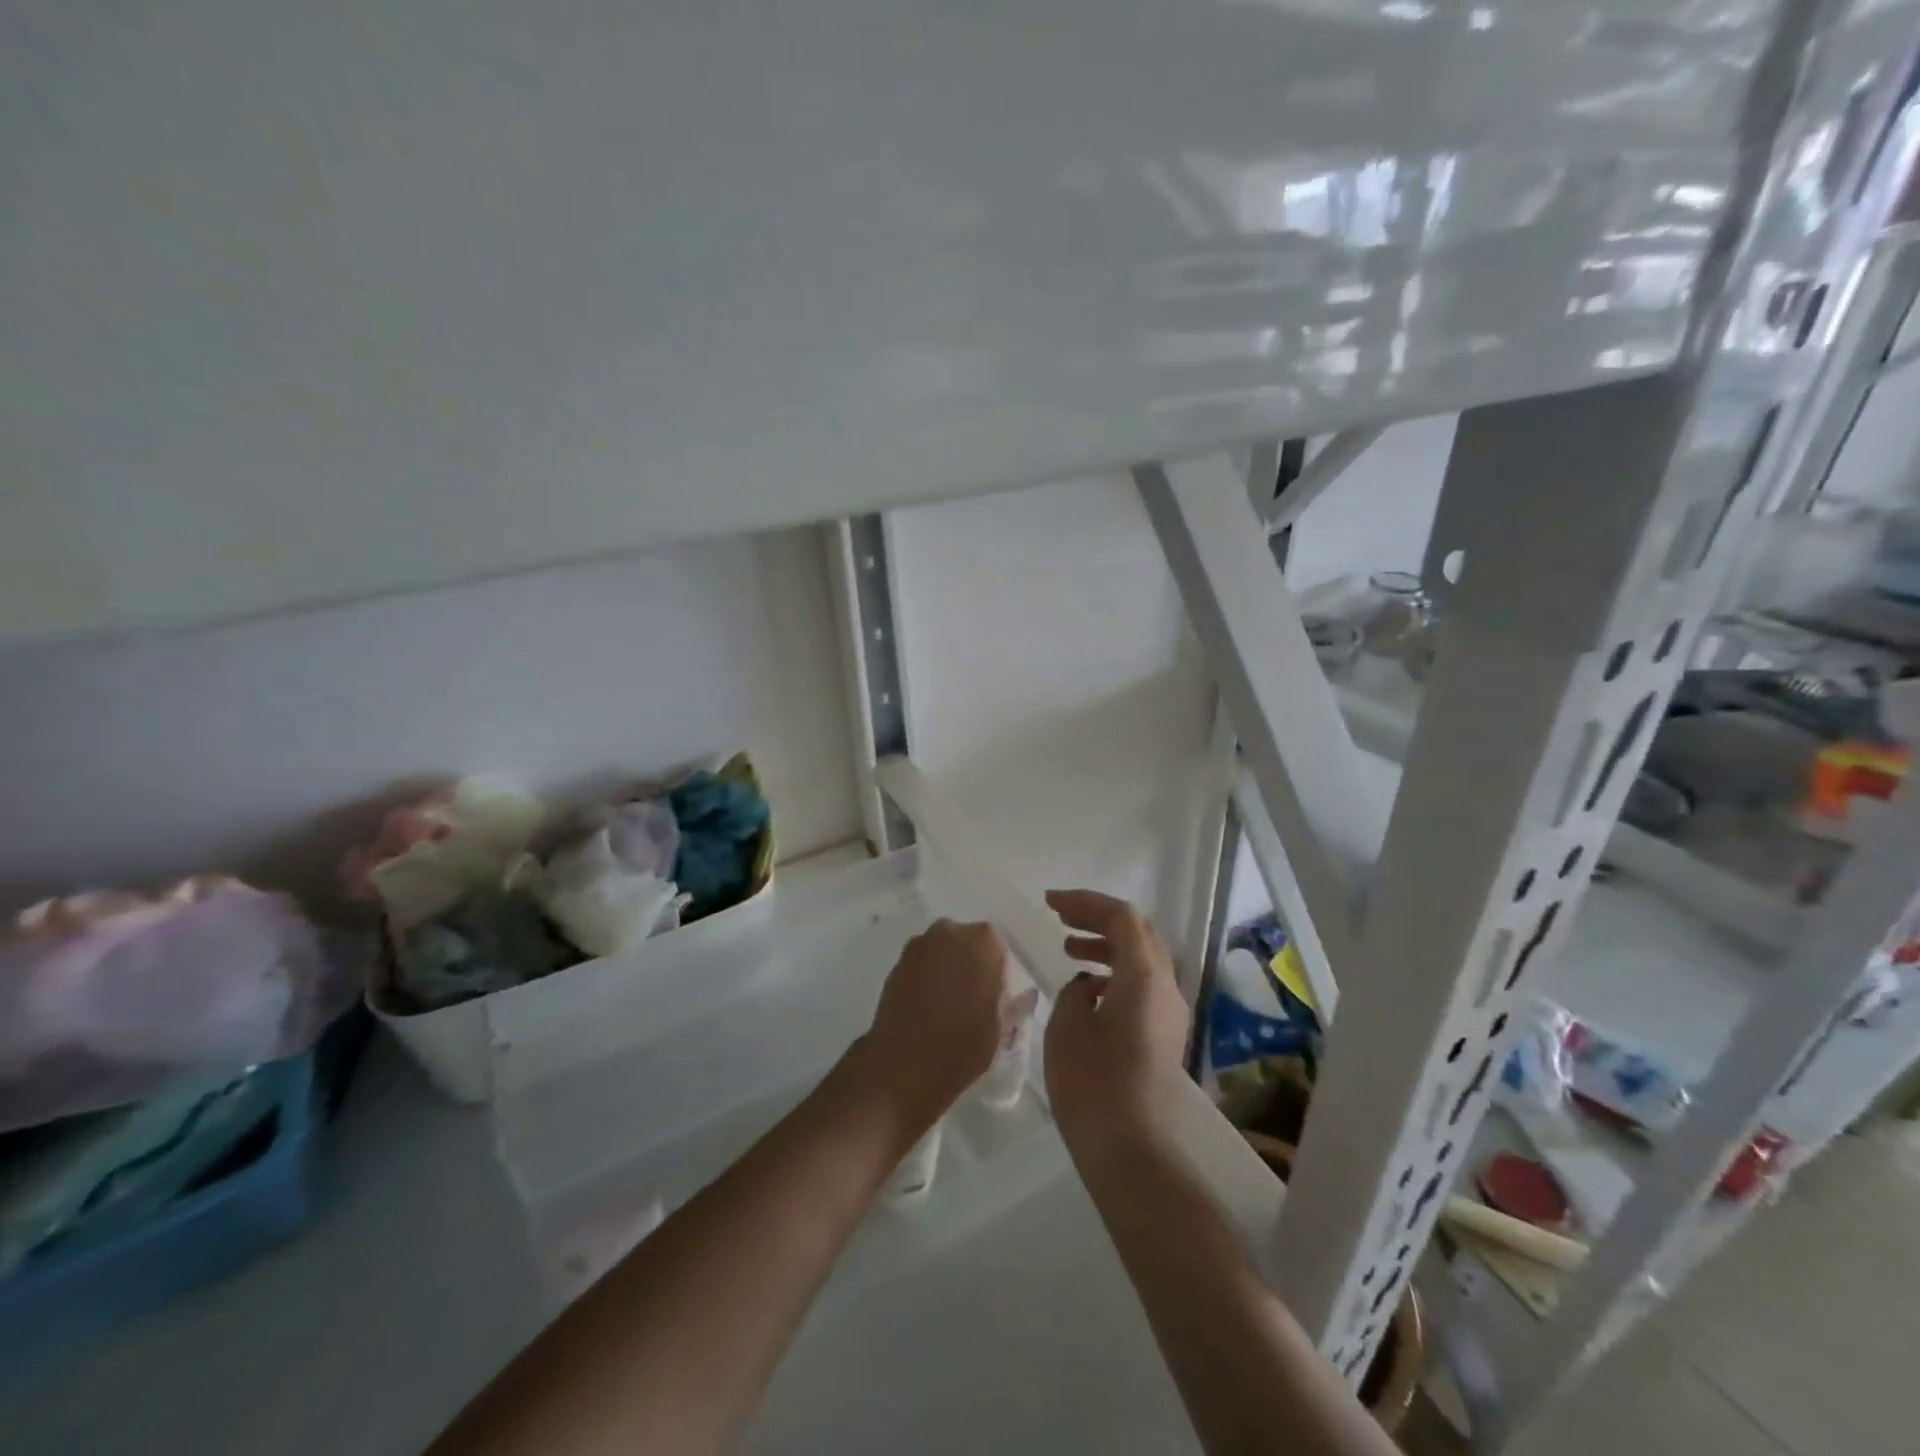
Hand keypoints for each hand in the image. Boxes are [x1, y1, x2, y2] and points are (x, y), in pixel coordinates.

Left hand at [860, 919, 1009, 1132]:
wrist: (905, 1065)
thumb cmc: (963, 1045)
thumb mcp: (1001, 1028)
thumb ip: (1014, 1003)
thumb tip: (1027, 995)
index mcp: (984, 942)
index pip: (997, 945)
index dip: (997, 970)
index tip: (995, 994)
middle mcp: (950, 932)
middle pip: (966, 941)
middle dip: (970, 961)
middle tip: (973, 997)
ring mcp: (919, 945)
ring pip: (941, 950)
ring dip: (946, 967)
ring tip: (947, 1003)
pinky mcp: (896, 963)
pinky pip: (921, 964)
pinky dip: (925, 977)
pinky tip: (926, 1006)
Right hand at [1043, 890, 1189, 1157]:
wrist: (1129, 1149)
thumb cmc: (1092, 1082)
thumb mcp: (1067, 1024)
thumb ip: (1075, 990)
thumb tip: (1087, 986)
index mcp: (1144, 976)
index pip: (1121, 916)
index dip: (1085, 902)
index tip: (1049, 903)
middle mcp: (1166, 986)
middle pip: (1138, 931)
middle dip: (1098, 917)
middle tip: (1060, 916)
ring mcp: (1171, 1012)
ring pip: (1143, 958)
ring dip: (1107, 944)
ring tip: (1068, 947)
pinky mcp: (1166, 1034)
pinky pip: (1143, 984)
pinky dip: (1116, 971)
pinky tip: (1086, 988)